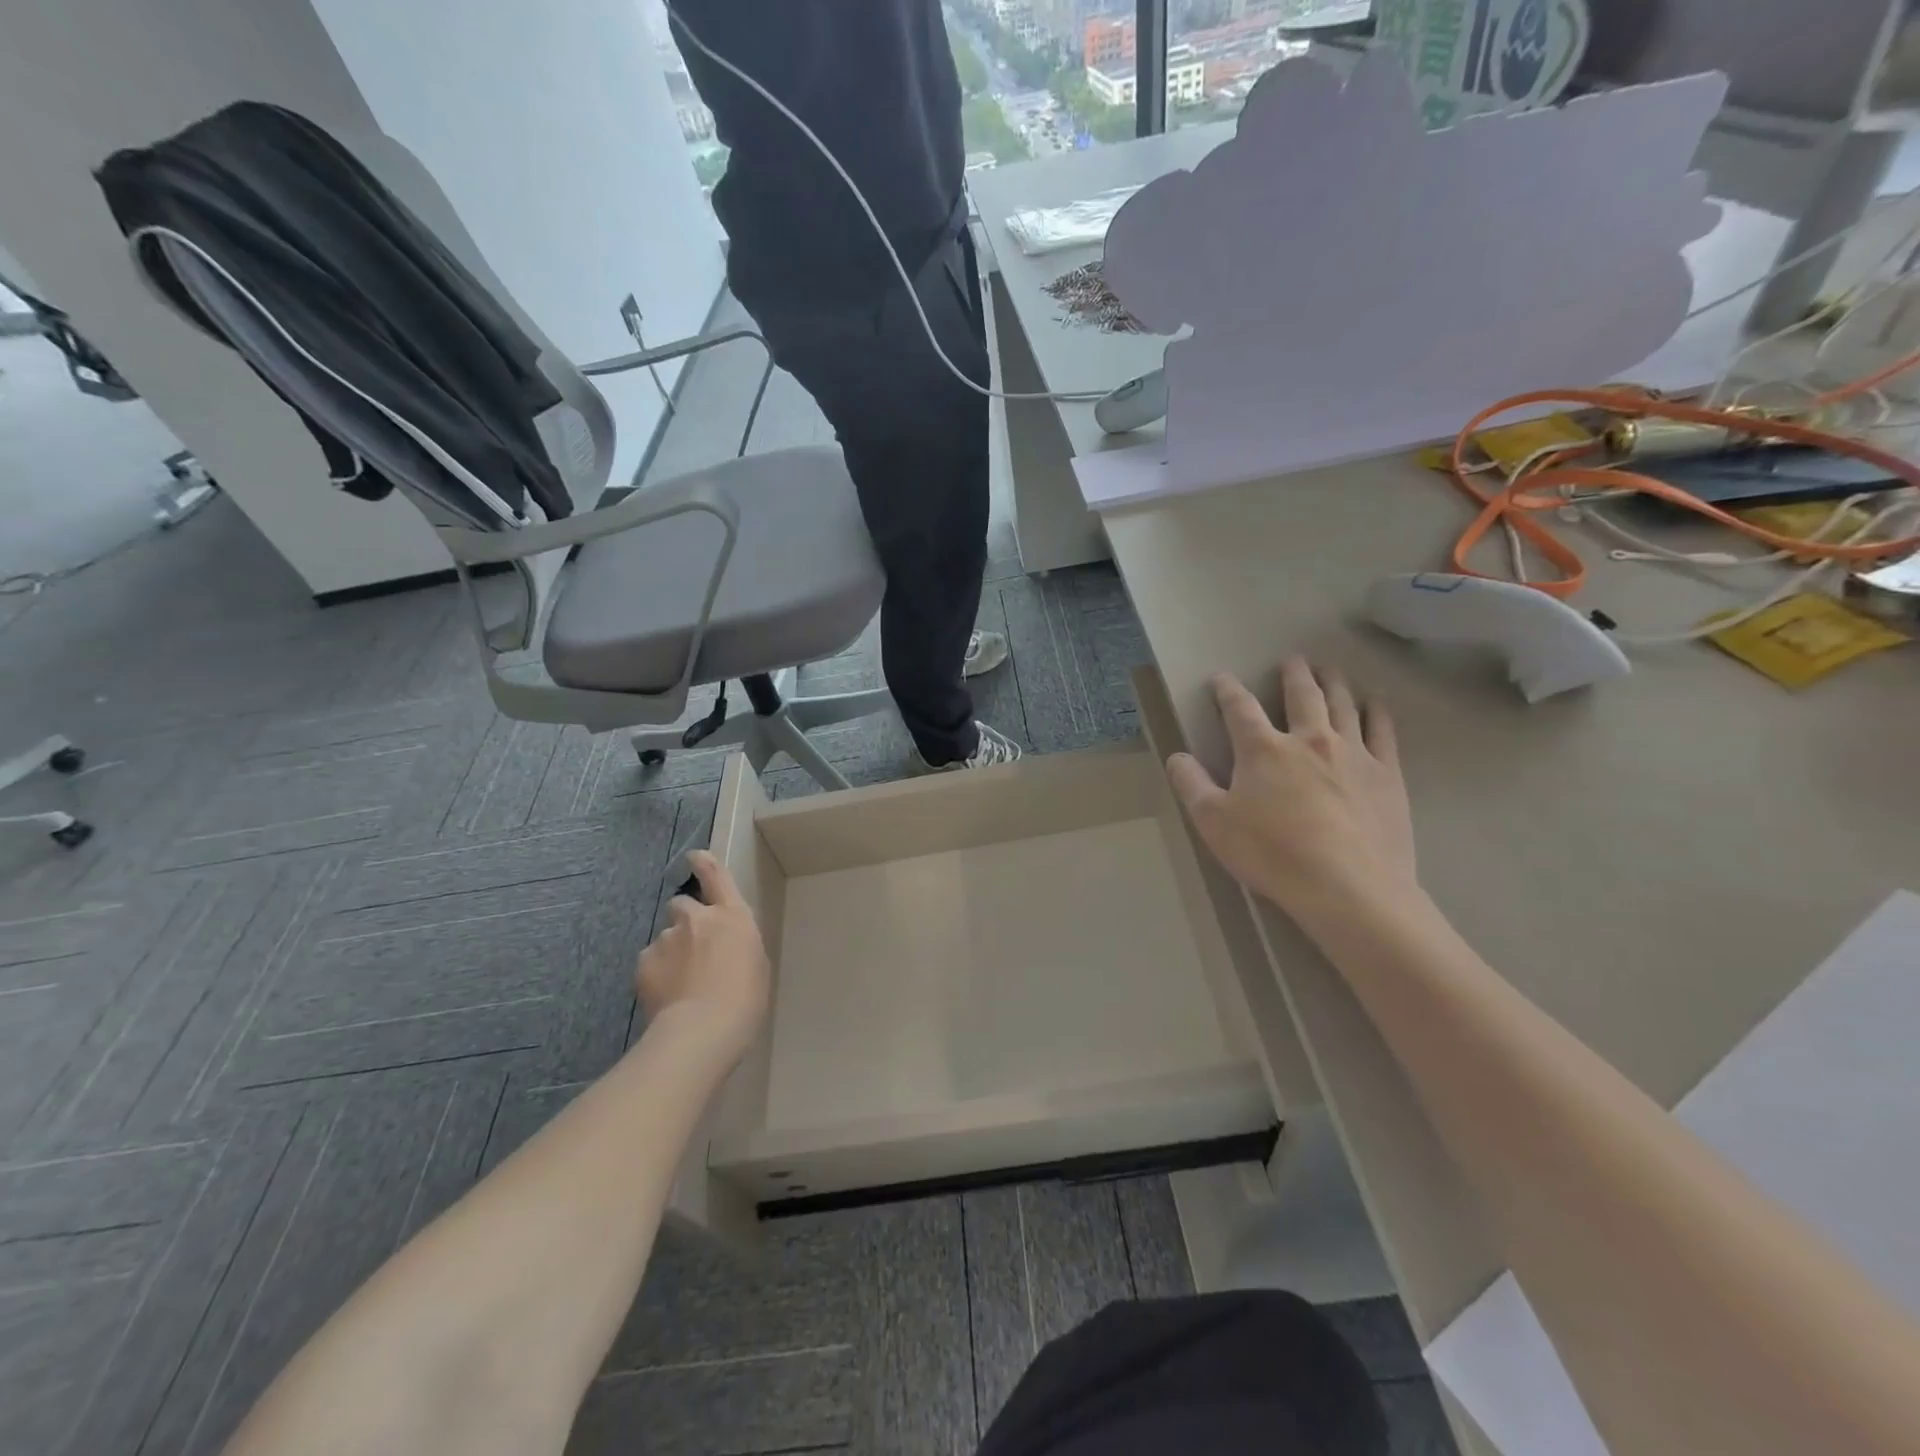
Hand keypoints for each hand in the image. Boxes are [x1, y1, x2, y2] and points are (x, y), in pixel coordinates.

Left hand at [636, 851, 770, 1061]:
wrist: (702, 1029)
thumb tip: (722, 949)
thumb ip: (736, 945)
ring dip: (671, 952)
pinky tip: (666, 996)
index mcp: (733, 916)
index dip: (704, 863)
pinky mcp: (644, 962)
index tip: (694, 856)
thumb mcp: (755, 964)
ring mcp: (667, 939)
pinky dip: (656, 974)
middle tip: (691, 949)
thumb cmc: (745, 999)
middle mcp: (698, 919)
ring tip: (680, 984)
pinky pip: (650, 962)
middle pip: (682, 905)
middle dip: (685, 921)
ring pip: (666, 939)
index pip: (717, 876)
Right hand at [1167, 658, 1416, 919]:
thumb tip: (1176, 756)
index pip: (1239, 708)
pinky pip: (1383, 731)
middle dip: (1293, 674)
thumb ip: (1191, 785)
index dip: (1227, 690)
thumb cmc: (1271, 854)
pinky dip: (1377, 711)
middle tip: (1292, 660)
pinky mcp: (1387, 774)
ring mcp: (1353, 753)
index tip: (1221, 678)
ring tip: (1330, 670)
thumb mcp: (1213, 822)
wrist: (1348, 887)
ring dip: (1334, 682)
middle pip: (1302, 695)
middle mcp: (1309, 740)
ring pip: (1343, 704)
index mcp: (1262, 750)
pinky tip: (1375, 702)